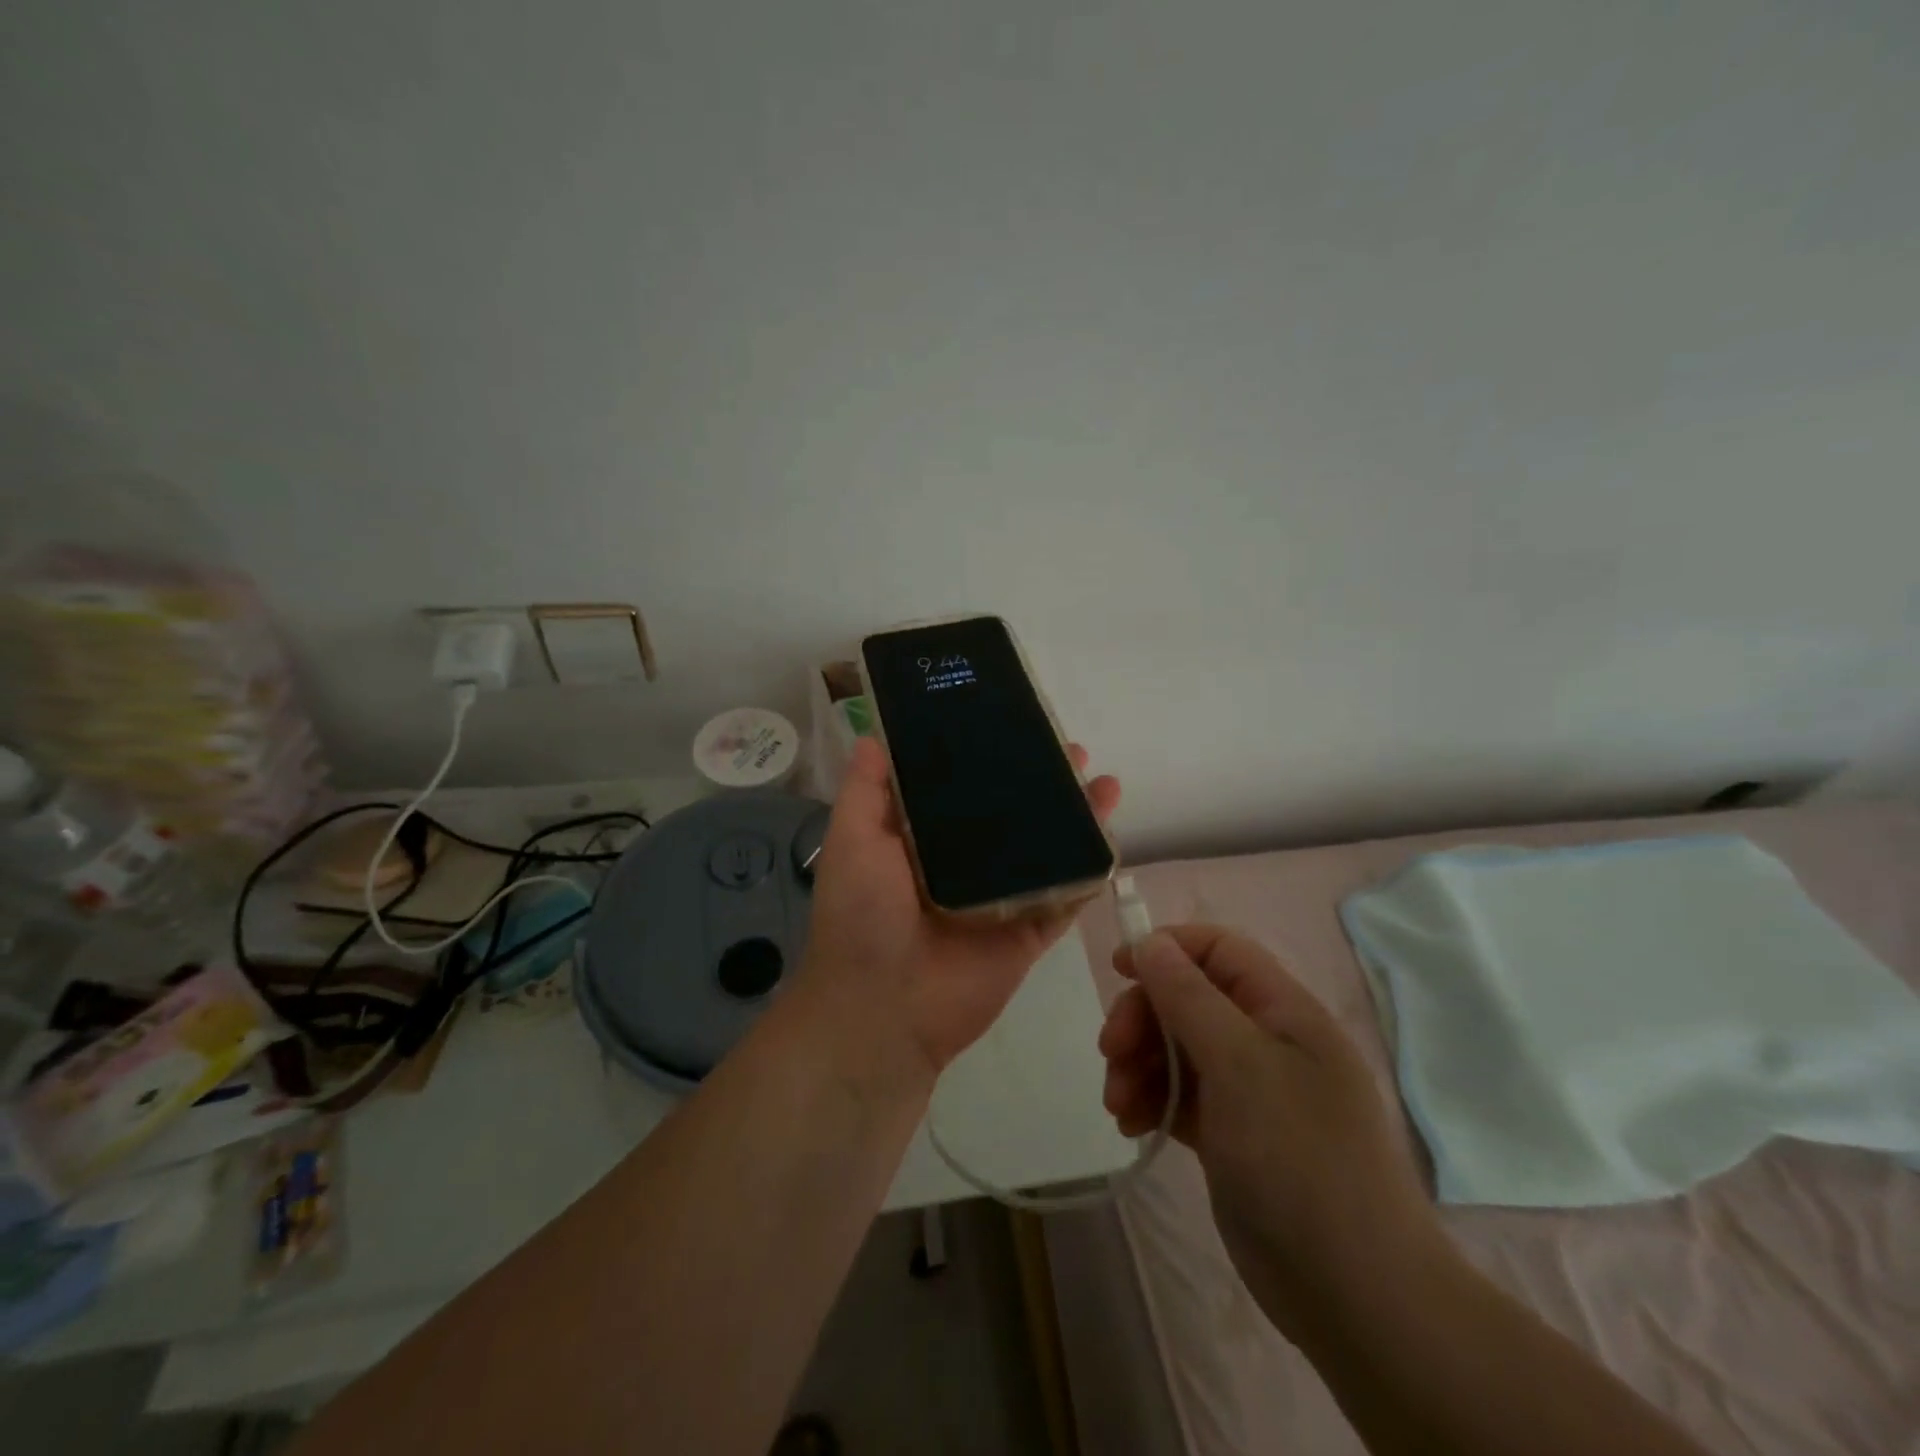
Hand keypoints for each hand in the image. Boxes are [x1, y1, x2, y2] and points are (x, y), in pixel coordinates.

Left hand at [798, 735, 1120, 1085]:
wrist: (882, 1010)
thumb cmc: (861, 916)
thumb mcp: (852, 841)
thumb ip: (866, 791)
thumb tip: (869, 736)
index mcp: (924, 841)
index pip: (962, 788)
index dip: (987, 758)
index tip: (1012, 725)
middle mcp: (966, 864)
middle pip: (1014, 816)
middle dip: (1042, 783)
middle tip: (1071, 750)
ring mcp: (1001, 900)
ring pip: (1047, 851)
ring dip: (1076, 819)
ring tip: (1104, 783)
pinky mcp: (1028, 935)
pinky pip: (1065, 900)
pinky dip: (1089, 873)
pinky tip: (1111, 840)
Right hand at [1099, 926, 1438, 1336]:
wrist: (1355, 1294)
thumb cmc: (1298, 1158)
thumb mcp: (1239, 1064)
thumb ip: (1189, 997)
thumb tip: (1150, 941)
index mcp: (1282, 1010)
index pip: (1218, 950)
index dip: (1167, 948)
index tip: (1119, 970)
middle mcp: (1266, 1041)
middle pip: (1187, 999)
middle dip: (1142, 1018)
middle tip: (1109, 1052)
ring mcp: (1249, 1091)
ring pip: (1177, 1049)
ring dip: (1138, 1064)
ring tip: (1117, 1104)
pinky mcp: (1231, 1135)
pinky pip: (1180, 1097)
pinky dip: (1150, 1102)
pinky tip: (1131, 1127)